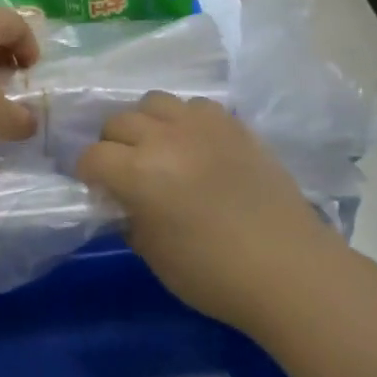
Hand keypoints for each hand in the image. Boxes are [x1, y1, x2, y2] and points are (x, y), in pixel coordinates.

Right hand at [78, 91, 327, 330]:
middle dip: (112, 145)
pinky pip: (194, 106)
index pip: (93, 156)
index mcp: (139, 173)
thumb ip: (129, 219)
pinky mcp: (233, 124)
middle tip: (124, 170)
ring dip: (146, 123)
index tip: (96, 188)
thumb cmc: (214, 274)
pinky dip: (185, 120)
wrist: (288, 268)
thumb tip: (122, 201)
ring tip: (158, 148)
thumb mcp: (155, 255)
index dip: (88, 173)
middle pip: (119, 121)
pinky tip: (195, 145)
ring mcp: (201, 125)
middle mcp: (165, 138)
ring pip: (154, 102)